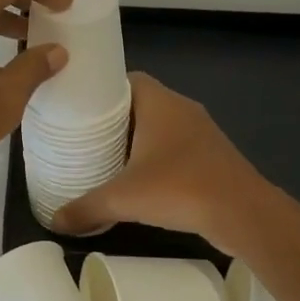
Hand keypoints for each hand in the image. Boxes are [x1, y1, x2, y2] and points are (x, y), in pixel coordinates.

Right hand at [51, 74, 271, 251]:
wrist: (245, 214)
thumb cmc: (181, 189)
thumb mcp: (123, 200)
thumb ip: (86, 208)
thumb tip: (54, 221)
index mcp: (160, 102)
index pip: (126, 79)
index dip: (101, 89)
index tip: (78, 107)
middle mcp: (182, 108)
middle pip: (140, 102)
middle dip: (114, 118)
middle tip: (84, 136)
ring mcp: (202, 131)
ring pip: (160, 125)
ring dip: (137, 138)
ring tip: (106, 157)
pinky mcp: (213, 155)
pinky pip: (176, 145)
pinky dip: (157, 155)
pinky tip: (141, 178)